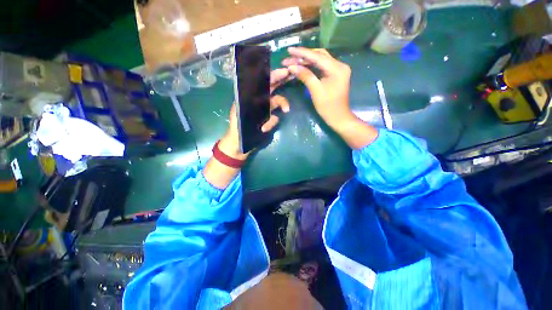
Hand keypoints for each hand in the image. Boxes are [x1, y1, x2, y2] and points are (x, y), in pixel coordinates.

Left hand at [218, 68, 291, 159]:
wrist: (240, 144)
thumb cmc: (237, 127)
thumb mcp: (239, 111)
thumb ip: (247, 98)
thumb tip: (257, 84)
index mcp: (250, 96)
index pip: (262, 82)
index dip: (273, 75)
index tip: (284, 71)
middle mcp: (259, 101)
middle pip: (272, 88)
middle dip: (282, 81)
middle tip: (292, 76)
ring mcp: (266, 111)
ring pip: (278, 102)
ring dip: (282, 104)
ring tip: (286, 110)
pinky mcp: (270, 121)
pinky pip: (275, 118)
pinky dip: (271, 123)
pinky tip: (263, 129)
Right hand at [282, 47, 353, 131]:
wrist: (338, 117)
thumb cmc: (328, 107)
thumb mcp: (316, 91)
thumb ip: (305, 76)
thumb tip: (292, 66)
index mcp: (337, 68)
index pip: (317, 57)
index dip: (302, 53)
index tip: (289, 50)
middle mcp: (339, 65)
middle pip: (319, 55)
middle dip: (304, 56)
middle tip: (290, 57)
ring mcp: (338, 70)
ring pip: (320, 60)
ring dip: (307, 60)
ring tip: (293, 61)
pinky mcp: (335, 75)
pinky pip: (322, 67)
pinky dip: (312, 66)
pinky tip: (303, 66)